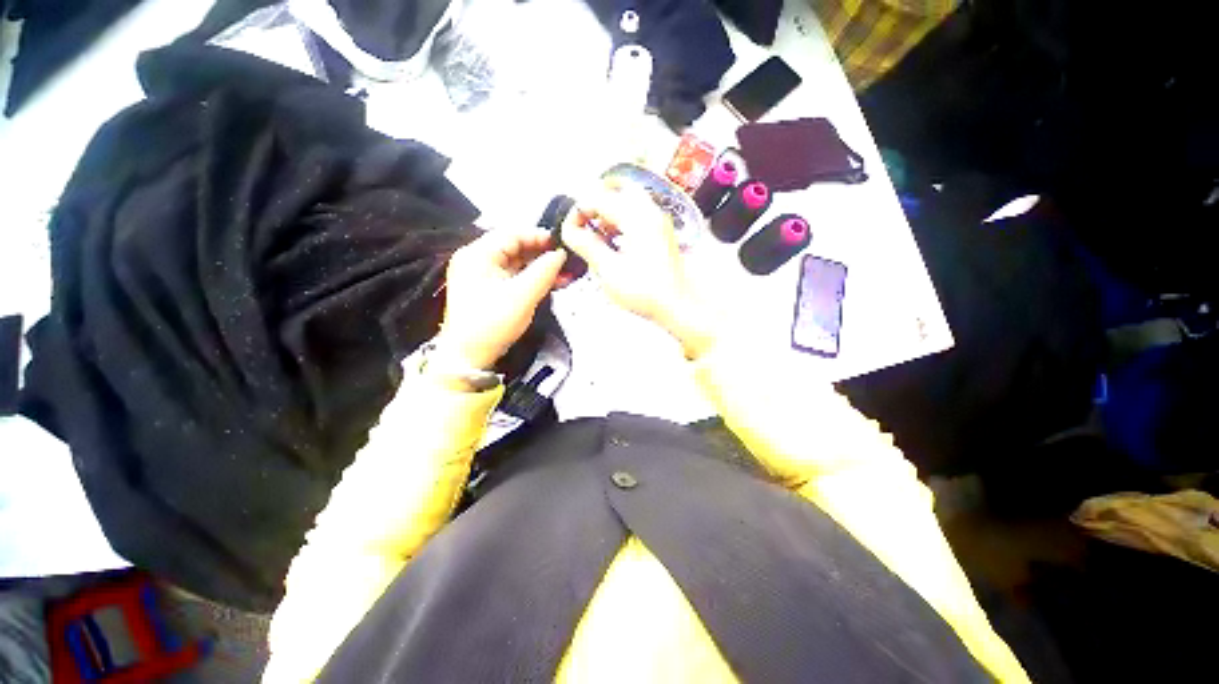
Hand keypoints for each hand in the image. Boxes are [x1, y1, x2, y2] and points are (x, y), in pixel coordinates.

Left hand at [438, 228, 566, 370]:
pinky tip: (551, 283)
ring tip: (564, 274)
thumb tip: (560, 254)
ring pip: (516, 263)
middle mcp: (477, 259)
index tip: (561, 243)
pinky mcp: (487, 289)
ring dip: (539, 268)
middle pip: (514, 247)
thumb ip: (544, 271)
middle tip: (566, 261)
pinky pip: (512, 276)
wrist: (468, 356)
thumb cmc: (493, 322)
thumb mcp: (522, 295)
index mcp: (478, 254)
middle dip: (541, 254)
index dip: (538, 236)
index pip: (511, 233)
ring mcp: (481, 275)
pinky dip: (531, 279)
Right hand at [561, 183, 715, 359]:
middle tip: (585, 227)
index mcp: (636, 217)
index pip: (598, 198)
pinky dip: (622, 223)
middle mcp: (650, 211)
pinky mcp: (662, 233)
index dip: (578, 213)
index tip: (569, 231)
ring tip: (598, 238)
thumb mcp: (609, 269)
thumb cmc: (644, 291)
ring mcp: (659, 221)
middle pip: (616, 191)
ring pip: (628, 202)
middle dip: (596, 206)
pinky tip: (615, 244)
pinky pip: (638, 216)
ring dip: (609, 214)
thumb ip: (586, 245)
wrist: (677, 306)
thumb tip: (569, 230)